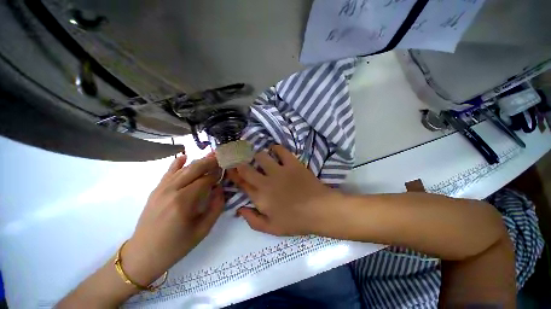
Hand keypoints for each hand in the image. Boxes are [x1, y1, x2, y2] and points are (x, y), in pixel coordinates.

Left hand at [122, 154, 224, 285]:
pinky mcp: (156, 190)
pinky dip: (177, 163)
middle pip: (194, 169)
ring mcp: (161, 189)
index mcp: (184, 201)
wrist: (143, 254)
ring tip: (210, 156)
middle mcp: (172, 190)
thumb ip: (216, 207)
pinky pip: (168, 172)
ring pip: (183, 169)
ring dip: (198, 162)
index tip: (225, 169)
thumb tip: (220, 189)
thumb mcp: (202, 230)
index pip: (205, 180)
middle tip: (221, 157)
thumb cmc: (176, 245)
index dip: (217, 173)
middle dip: (209, 162)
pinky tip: (184, 156)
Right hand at [227, 145, 343, 235]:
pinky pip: (281, 150)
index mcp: (260, 197)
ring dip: (258, 156)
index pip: (241, 183)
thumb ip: (252, 220)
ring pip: (261, 156)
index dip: (233, 174)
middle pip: (246, 168)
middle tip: (240, 158)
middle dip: (240, 162)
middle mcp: (266, 181)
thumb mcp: (271, 229)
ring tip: (260, 157)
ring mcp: (279, 170)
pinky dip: (276, 148)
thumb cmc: (295, 221)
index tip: (230, 167)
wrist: (319, 210)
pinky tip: (275, 150)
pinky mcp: (292, 163)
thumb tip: (239, 209)